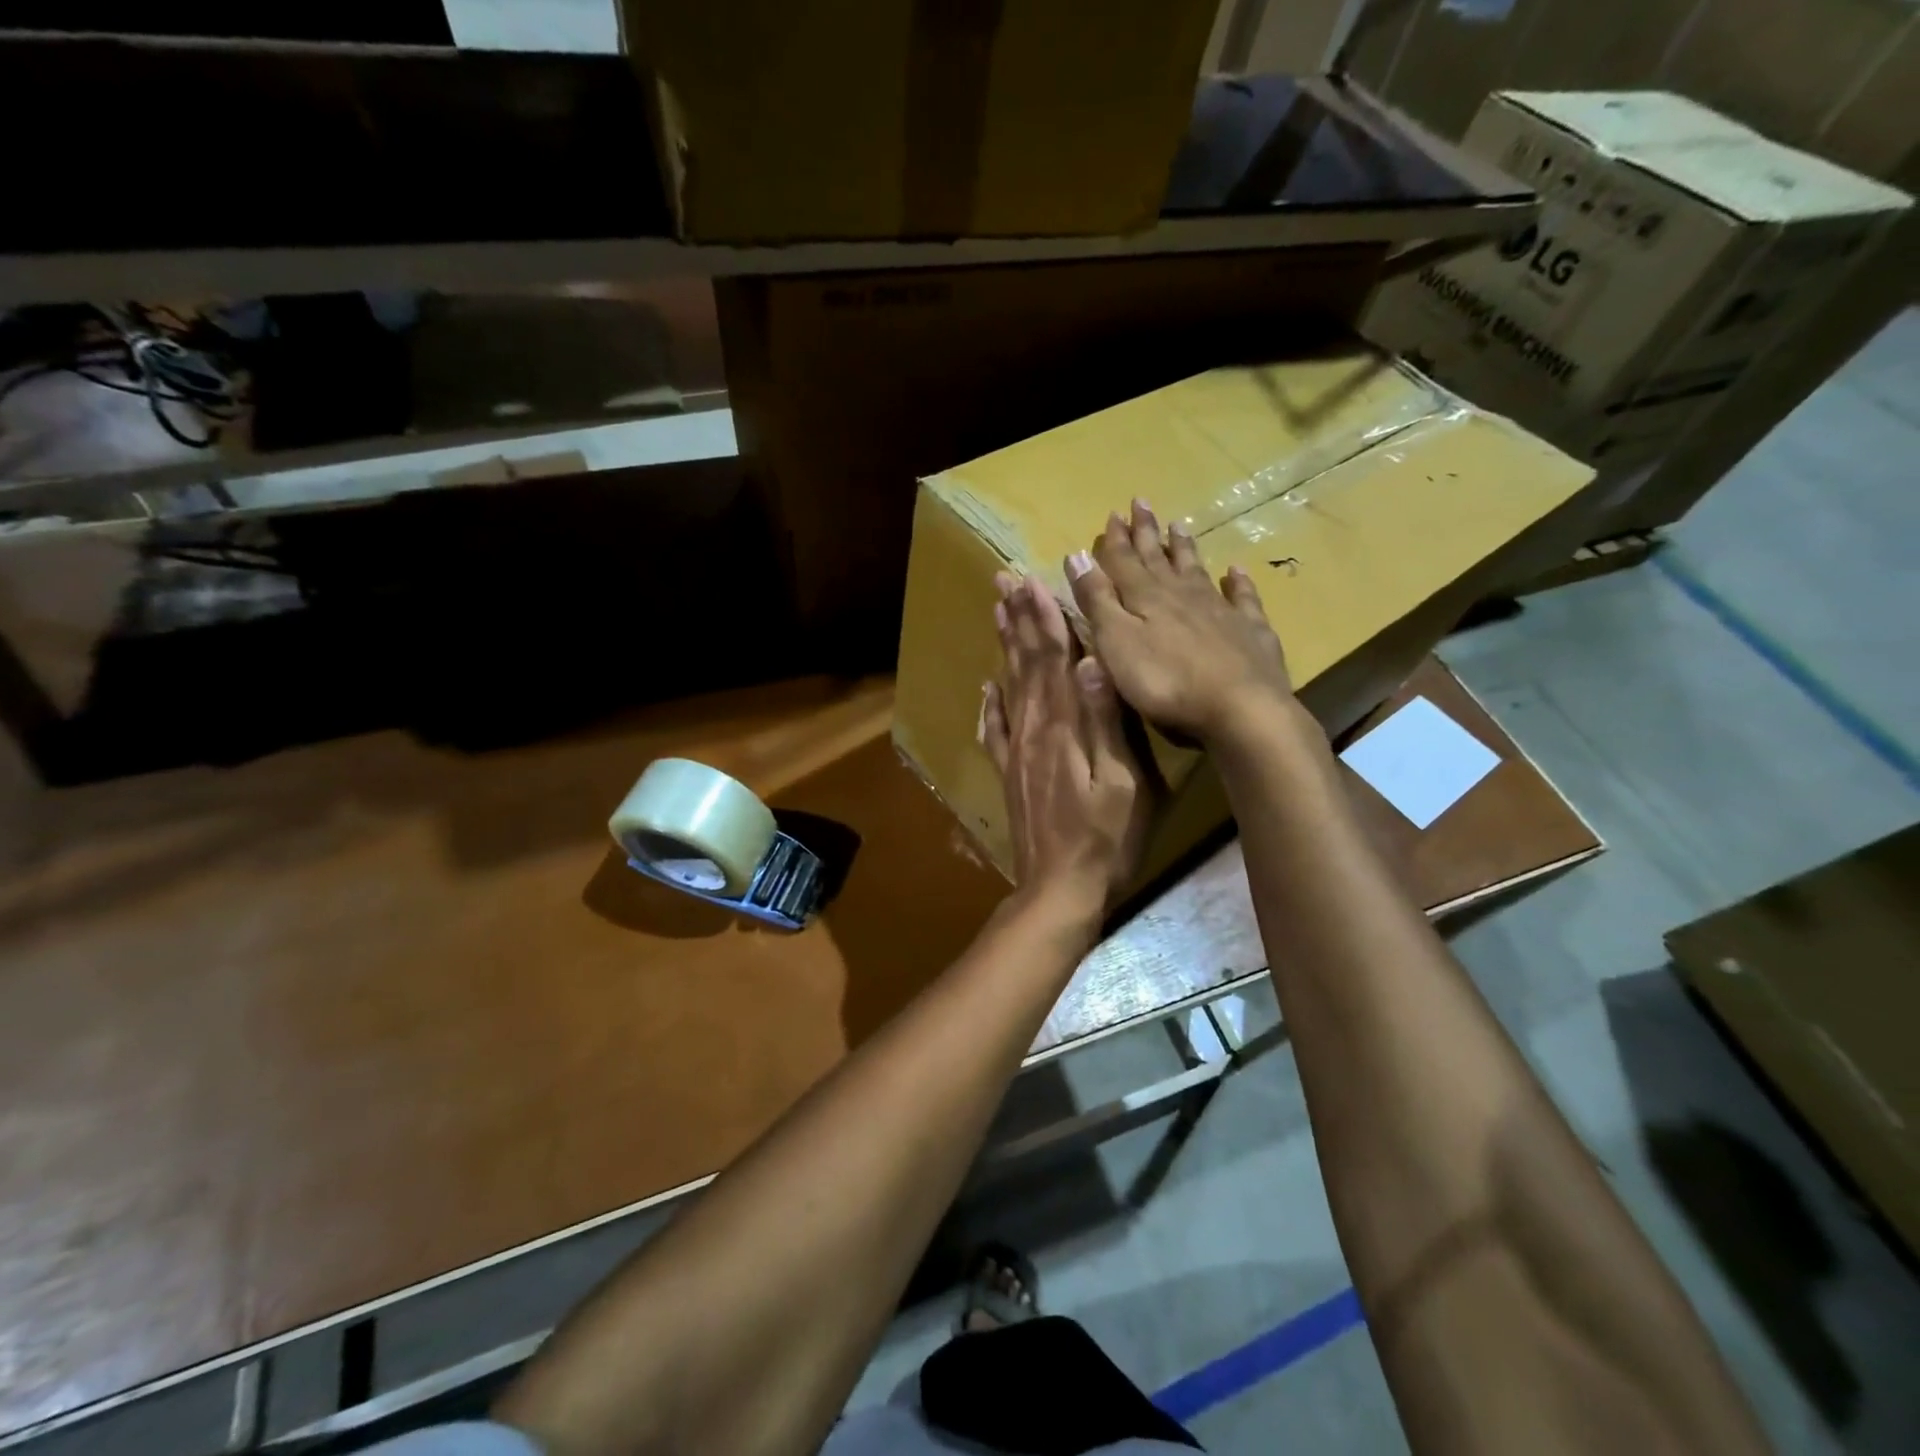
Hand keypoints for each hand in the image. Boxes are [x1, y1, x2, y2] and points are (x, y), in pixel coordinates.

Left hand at [981, 573, 1148, 916]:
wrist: (1059, 890)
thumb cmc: (1106, 840)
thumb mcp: (1122, 783)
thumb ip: (1106, 723)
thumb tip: (1093, 663)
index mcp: (1064, 728)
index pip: (1054, 660)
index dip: (1046, 619)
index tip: (1034, 581)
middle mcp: (1034, 731)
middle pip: (1026, 664)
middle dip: (1019, 619)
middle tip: (1005, 581)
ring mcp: (1017, 753)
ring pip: (1008, 687)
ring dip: (1004, 648)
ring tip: (998, 614)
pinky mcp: (1010, 774)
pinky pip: (995, 730)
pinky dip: (990, 703)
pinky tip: (986, 687)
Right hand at [1065, 499, 1298, 745]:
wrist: (1240, 708)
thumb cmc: (1166, 682)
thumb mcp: (1116, 643)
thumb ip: (1097, 600)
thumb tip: (1077, 555)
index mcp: (1146, 599)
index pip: (1124, 562)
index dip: (1115, 540)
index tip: (1112, 514)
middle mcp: (1182, 595)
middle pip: (1160, 559)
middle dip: (1147, 533)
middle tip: (1142, 504)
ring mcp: (1220, 611)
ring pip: (1197, 571)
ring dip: (1185, 549)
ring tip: (1179, 526)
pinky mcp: (1250, 632)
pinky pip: (1242, 599)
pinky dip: (1237, 582)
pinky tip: (1235, 570)